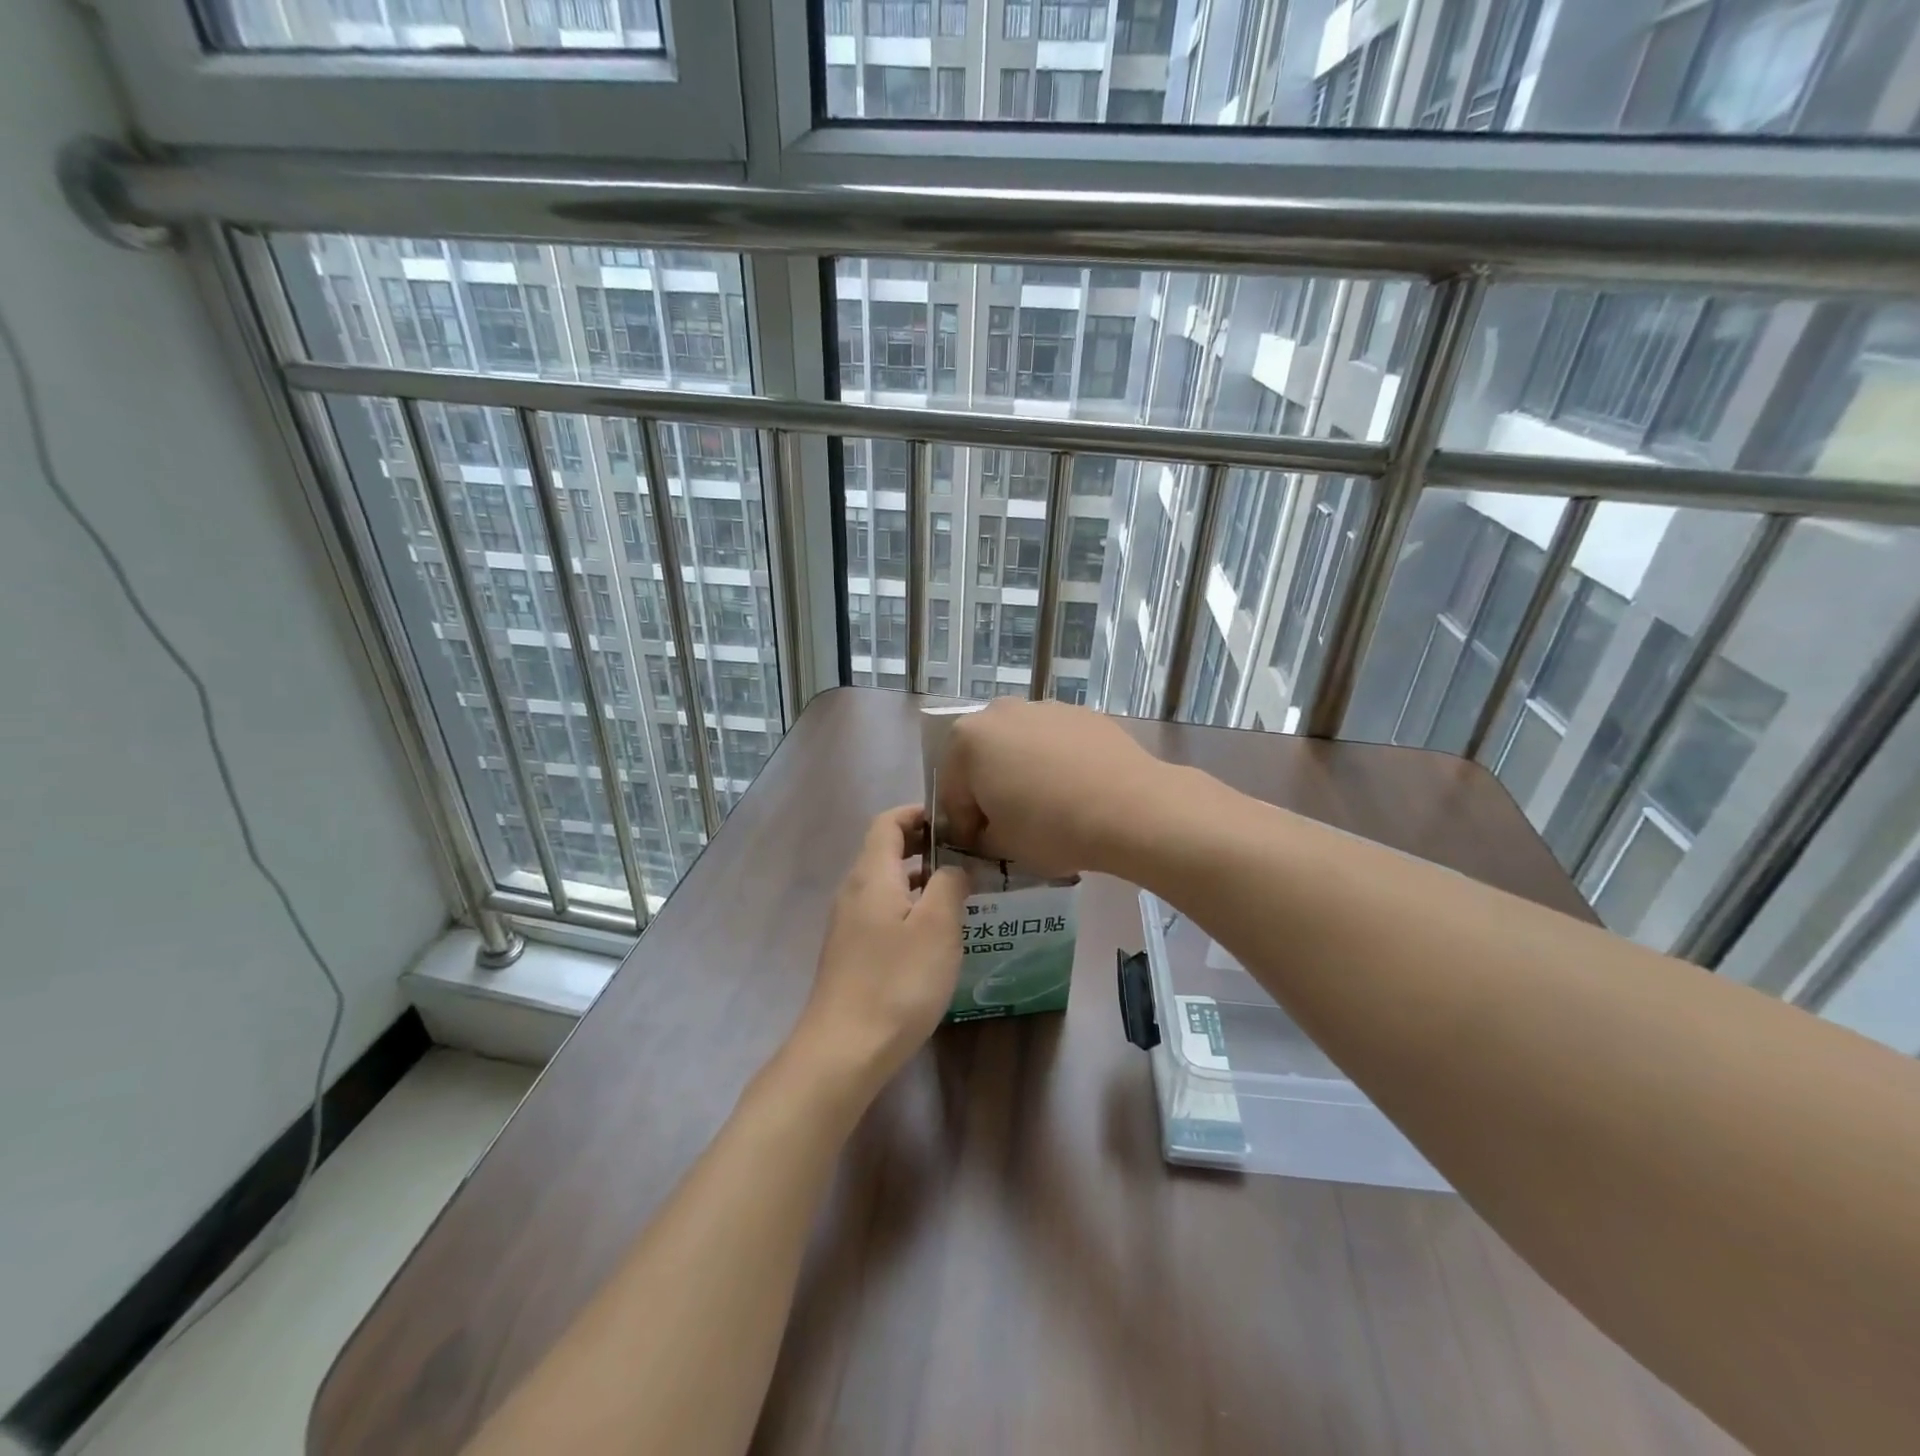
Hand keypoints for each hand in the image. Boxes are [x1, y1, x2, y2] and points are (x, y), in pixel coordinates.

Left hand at [788, 805, 968, 1103]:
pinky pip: (881, 911)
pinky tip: (932, 934)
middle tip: (964, 855)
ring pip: (884, 884)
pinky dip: (907, 906)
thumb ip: (949, 884)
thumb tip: (952, 867)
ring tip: (957, 892)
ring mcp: (847, 924)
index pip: (888, 822)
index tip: (954, 821)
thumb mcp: (937, 927)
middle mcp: (854, 891)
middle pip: (884, 850)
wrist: (844, 1049)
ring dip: (917, 878)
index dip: (918, 813)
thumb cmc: (897, 981)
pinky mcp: (850, 953)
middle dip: (922, 845)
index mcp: (872, 875)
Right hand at [938, 698, 1171, 877]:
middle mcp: (1000, 712)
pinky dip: (1055, 762)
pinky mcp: (1082, 713)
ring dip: (1022, 772)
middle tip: (1008, 824)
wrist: (1130, 808)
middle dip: (990, 789)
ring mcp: (1044, 707)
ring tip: (1046, 806)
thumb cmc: (1051, 827)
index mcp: (967, 740)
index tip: (979, 847)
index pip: (951, 791)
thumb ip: (981, 836)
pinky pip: (1055, 742)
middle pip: (983, 758)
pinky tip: (1075, 791)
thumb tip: (986, 832)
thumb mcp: (1002, 845)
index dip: (963, 825)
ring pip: (1020, 746)